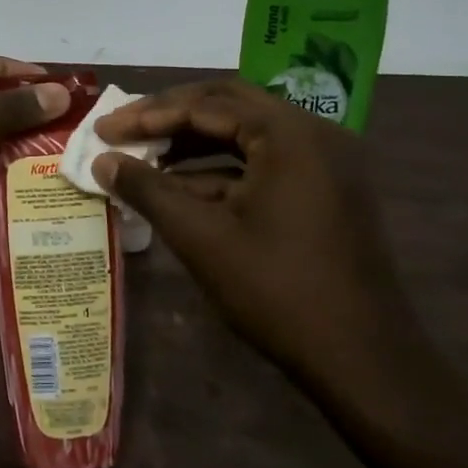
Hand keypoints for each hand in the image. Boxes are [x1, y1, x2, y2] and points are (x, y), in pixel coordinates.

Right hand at [92, 79, 432, 396]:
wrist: (365, 363)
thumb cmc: (278, 292)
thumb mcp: (202, 238)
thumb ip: (148, 191)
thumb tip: (102, 161)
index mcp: (289, 133)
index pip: (205, 105)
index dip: (148, 115)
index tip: (104, 130)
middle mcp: (313, 133)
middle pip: (227, 104)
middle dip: (170, 116)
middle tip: (124, 129)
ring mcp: (325, 161)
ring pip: (246, 132)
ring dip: (194, 142)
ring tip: (145, 157)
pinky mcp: (326, 189)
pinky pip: (265, 161)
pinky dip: (222, 168)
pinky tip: (182, 186)